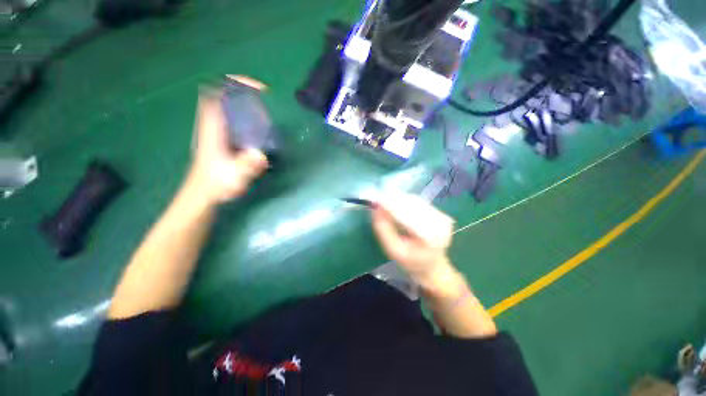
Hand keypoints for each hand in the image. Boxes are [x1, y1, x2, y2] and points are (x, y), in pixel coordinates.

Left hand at [187, 95, 267, 204]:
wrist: (203, 193)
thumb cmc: (216, 184)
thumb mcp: (233, 177)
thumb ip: (246, 166)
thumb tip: (260, 155)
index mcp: (213, 128)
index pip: (218, 95)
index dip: (236, 85)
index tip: (258, 89)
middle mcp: (213, 124)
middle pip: (223, 95)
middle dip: (244, 91)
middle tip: (265, 98)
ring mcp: (216, 130)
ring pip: (227, 105)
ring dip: (244, 101)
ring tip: (264, 109)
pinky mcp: (221, 137)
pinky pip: (232, 117)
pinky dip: (244, 114)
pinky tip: (257, 125)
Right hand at [371, 194, 454, 286]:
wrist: (432, 267)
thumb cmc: (411, 262)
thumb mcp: (393, 250)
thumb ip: (383, 229)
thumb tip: (376, 208)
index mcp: (428, 236)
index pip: (406, 214)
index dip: (390, 205)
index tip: (375, 200)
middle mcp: (439, 223)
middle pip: (412, 204)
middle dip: (393, 200)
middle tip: (377, 199)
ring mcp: (442, 217)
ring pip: (415, 201)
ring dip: (399, 199)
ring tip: (385, 200)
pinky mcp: (441, 214)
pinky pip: (419, 202)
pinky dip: (406, 201)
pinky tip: (397, 204)